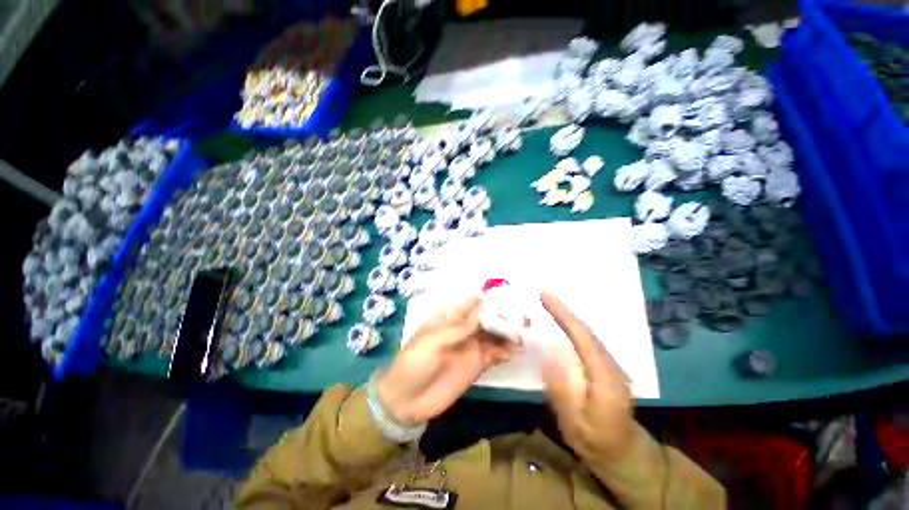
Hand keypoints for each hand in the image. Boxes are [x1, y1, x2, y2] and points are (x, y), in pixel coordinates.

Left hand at [374, 295, 517, 425]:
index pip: (470, 304)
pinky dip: (505, 351)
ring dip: (507, 332)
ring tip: (523, 332)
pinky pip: (494, 354)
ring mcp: (471, 346)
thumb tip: (481, 306)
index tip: (505, 295)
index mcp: (449, 318)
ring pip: (493, 334)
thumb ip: (459, 327)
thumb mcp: (434, 341)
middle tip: (521, 315)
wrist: (408, 400)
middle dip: (502, 315)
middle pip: (485, 318)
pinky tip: (515, 350)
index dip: (486, 299)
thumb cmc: (415, 362)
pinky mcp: (477, 364)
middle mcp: (463, 329)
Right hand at [540, 291, 634, 462]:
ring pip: (588, 334)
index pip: (583, 337)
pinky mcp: (606, 367)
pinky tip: (562, 324)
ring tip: (549, 304)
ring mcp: (611, 365)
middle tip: (543, 295)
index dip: (563, 314)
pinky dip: (573, 328)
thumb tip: (549, 356)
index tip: (545, 296)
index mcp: (605, 378)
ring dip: (568, 317)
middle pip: (586, 331)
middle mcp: (612, 365)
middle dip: (564, 310)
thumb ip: (562, 390)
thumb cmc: (596, 443)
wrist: (624, 454)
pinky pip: (587, 341)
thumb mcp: (574, 424)